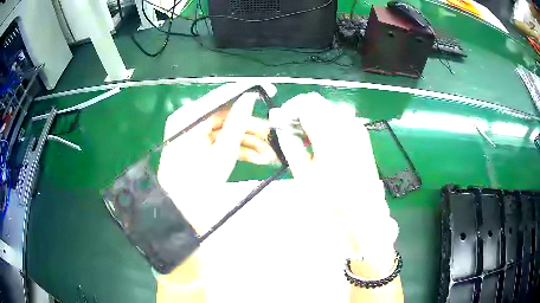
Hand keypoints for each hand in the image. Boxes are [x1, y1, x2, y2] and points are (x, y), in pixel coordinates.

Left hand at [157, 83, 276, 233]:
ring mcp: (193, 135)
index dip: (243, 93)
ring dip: (248, 142)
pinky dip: (237, 149)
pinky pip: (220, 142)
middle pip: (225, 118)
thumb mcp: (222, 152)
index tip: (265, 89)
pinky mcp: (198, 146)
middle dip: (250, 129)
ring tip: (269, 154)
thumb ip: (237, 122)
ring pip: (225, 132)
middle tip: (272, 134)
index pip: (218, 98)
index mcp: (187, 119)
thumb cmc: (200, 183)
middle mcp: (188, 122)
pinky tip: (258, 158)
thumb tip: (250, 96)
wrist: (186, 208)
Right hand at [270, 93, 398, 273]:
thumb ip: (290, 144)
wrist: (363, 213)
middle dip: (300, 114)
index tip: (281, 125)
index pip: (305, 104)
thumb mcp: (304, 175)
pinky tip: (322, 143)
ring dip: (313, 119)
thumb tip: (278, 122)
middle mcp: (347, 124)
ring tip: (306, 142)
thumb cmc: (331, 200)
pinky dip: (326, 125)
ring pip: (328, 109)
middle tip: (292, 135)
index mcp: (331, 134)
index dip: (289, 111)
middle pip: (317, 103)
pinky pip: (339, 118)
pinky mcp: (362, 134)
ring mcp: (357, 128)